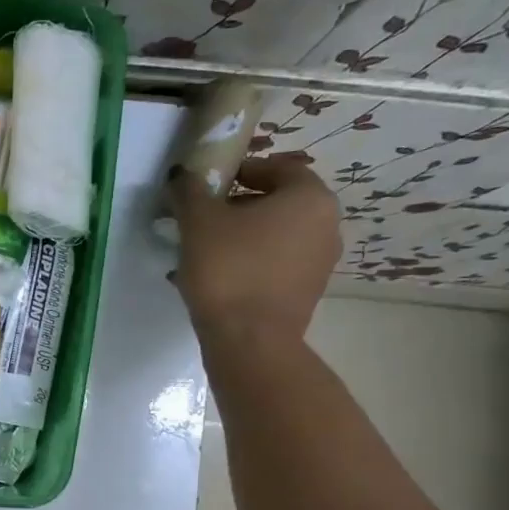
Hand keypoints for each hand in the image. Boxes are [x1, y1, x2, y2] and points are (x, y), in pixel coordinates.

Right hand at [170, 153, 341, 347]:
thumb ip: (189, 190)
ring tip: (202, 253)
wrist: (249, 341)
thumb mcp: (198, 221)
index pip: (277, 168)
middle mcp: (326, 225)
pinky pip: (274, 266)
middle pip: (277, 203)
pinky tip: (215, 280)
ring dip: (241, 237)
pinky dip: (248, 264)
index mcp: (309, 197)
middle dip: (238, 207)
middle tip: (201, 219)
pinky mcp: (306, 293)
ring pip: (274, 237)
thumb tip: (182, 174)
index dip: (241, 171)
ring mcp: (320, 262)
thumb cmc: (228, 268)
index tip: (209, 185)